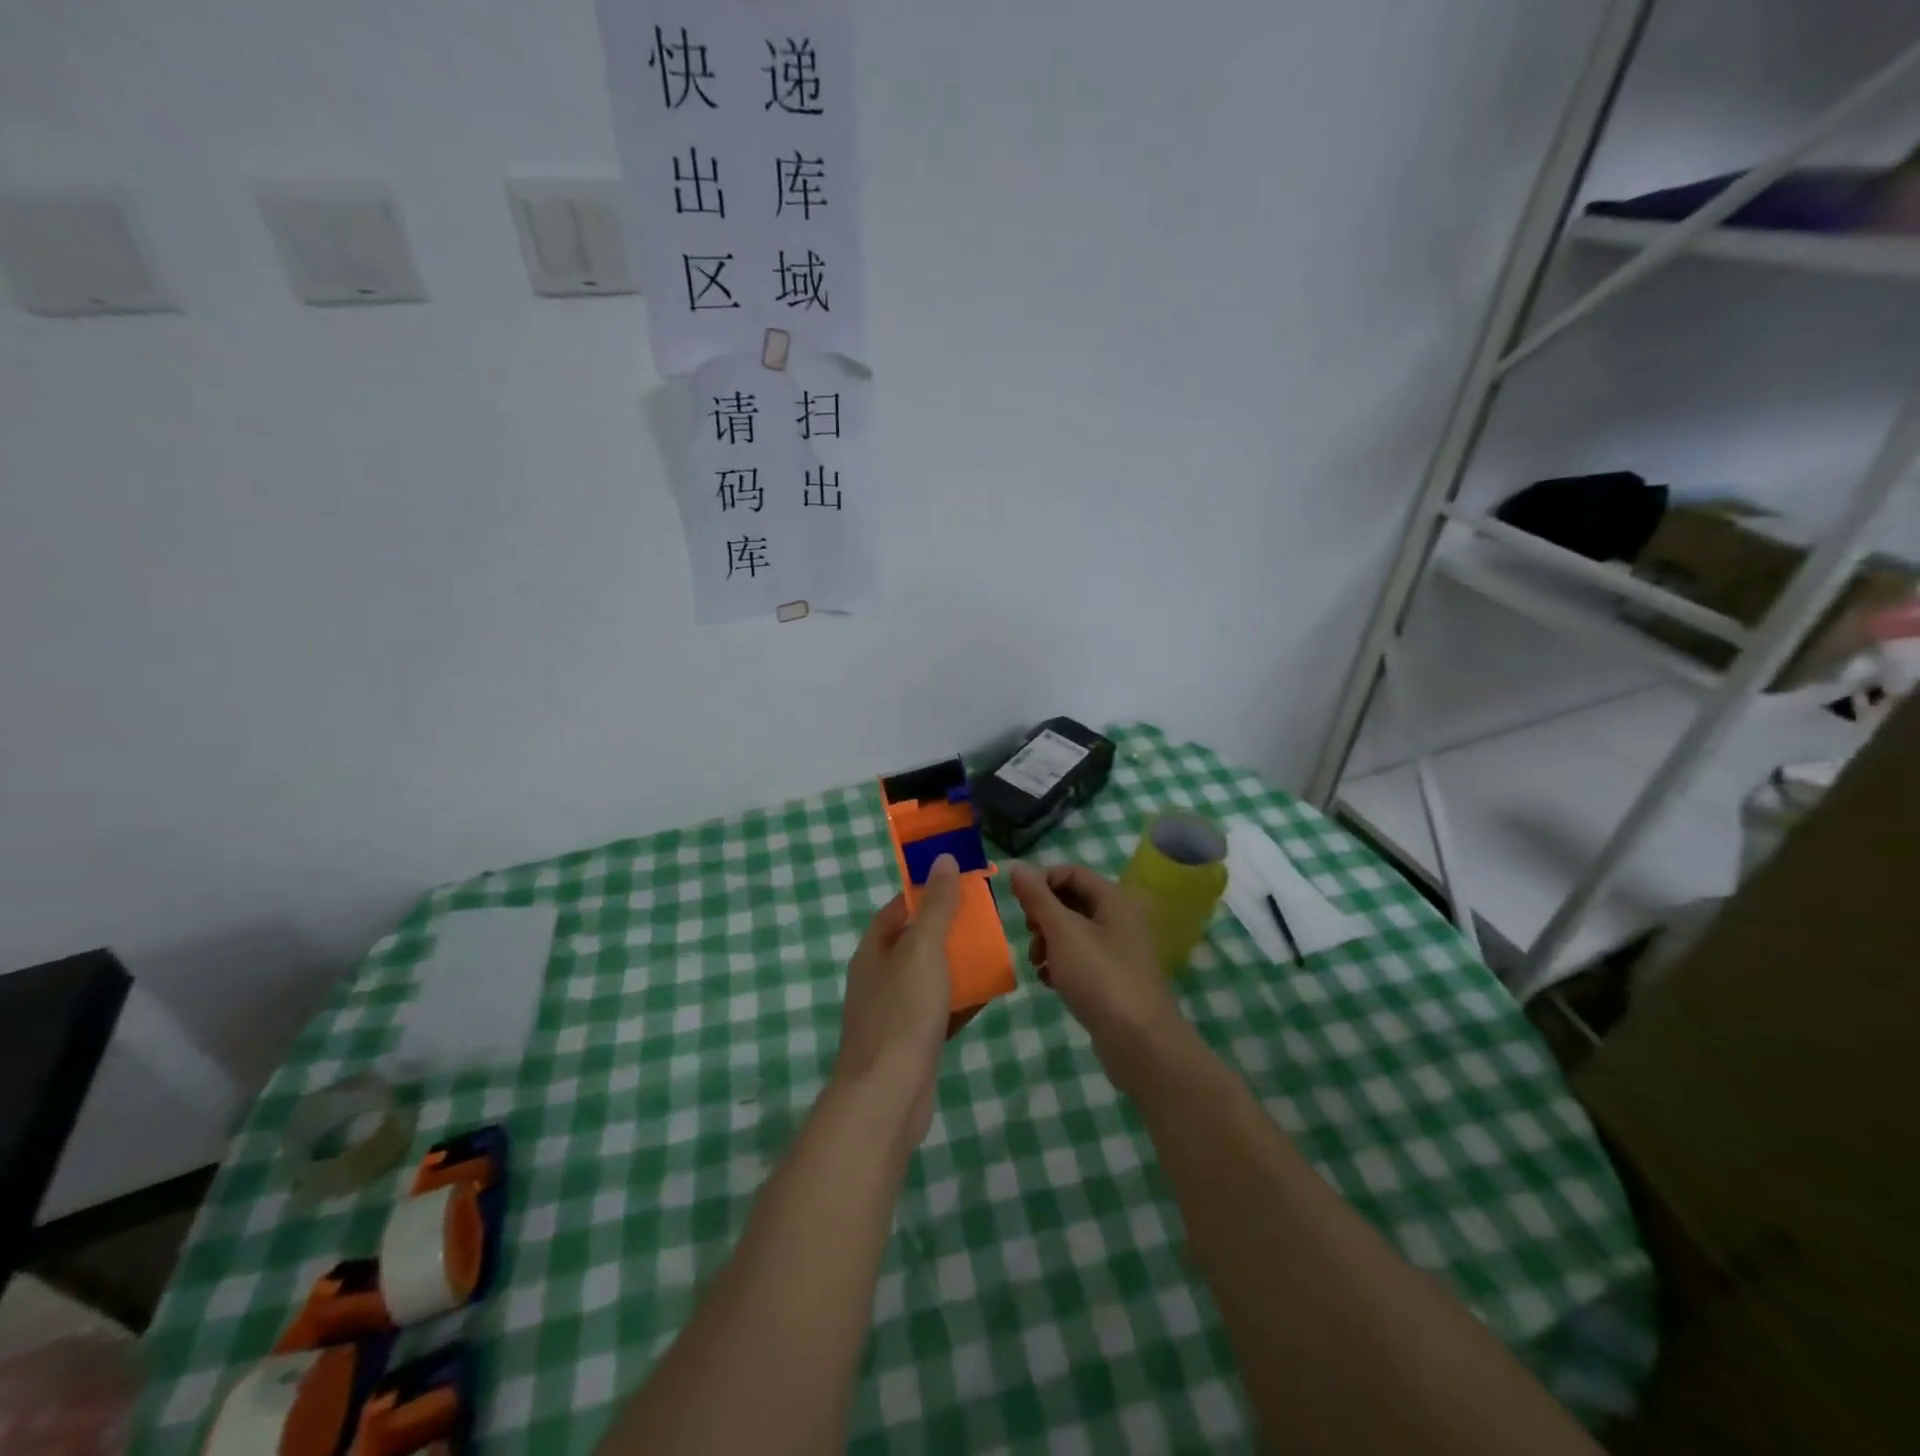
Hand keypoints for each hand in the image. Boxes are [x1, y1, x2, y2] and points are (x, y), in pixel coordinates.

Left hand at [832, 854, 960, 1145]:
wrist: (888, 1096)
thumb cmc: (903, 1012)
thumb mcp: (922, 949)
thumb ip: (936, 906)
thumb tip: (943, 859)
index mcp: (874, 951)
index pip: (898, 908)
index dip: (926, 893)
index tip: (960, 885)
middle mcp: (880, 977)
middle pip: (916, 942)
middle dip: (948, 929)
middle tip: (986, 919)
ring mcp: (895, 1012)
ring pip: (931, 977)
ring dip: (958, 965)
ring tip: (994, 951)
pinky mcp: (913, 1043)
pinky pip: (940, 1011)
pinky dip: (961, 1000)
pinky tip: (989, 994)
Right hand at [1009, 863, 1186, 1093]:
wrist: (1139, 1041)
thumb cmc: (1099, 977)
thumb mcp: (1062, 931)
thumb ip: (1037, 897)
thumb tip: (1018, 866)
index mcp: (1114, 899)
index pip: (1071, 872)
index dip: (1042, 881)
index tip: (1020, 904)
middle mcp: (1120, 918)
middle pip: (1072, 901)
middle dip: (1044, 915)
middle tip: (1030, 934)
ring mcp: (1120, 950)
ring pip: (1074, 932)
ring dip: (1049, 942)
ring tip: (1037, 963)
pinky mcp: (1115, 978)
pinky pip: (1082, 959)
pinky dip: (1062, 964)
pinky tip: (1050, 981)